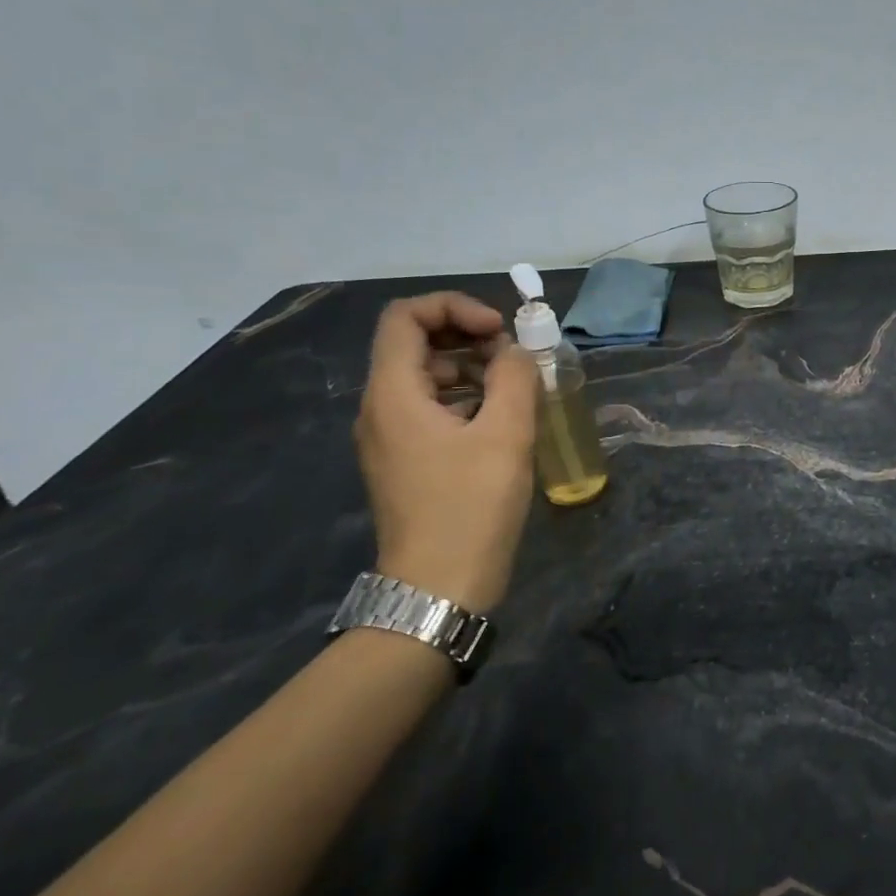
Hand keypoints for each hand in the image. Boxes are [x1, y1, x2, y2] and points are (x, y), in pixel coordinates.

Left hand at [354, 292, 538, 611]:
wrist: (439, 588)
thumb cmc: (471, 506)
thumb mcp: (506, 434)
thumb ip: (514, 377)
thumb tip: (515, 350)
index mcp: (393, 394)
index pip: (405, 317)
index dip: (454, 307)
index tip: (499, 331)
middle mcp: (380, 408)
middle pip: (414, 344)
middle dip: (467, 337)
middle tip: (513, 358)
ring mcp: (389, 437)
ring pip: (424, 377)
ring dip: (470, 369)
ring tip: (515, 388)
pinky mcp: (404, 460)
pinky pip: (429, 409)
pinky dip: (465, 399)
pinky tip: (501, 421)